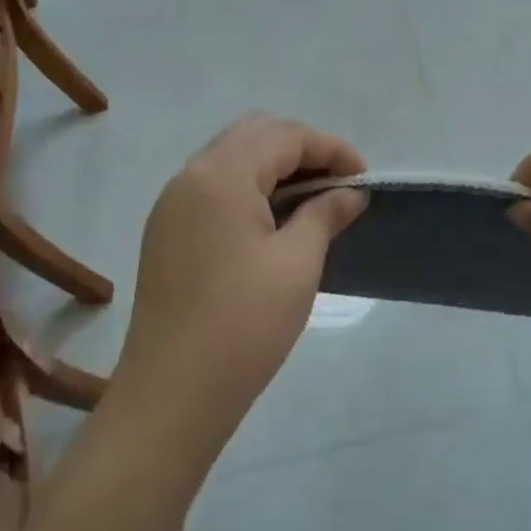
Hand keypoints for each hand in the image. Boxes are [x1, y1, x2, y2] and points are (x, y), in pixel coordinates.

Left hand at [109, 115, 367, 463]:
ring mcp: (172, 203)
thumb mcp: (297, 264)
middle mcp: (191, 175)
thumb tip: (351, 192)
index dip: (331, 149)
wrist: (171, 396)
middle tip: (338, 183)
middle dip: (302, 149)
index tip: (364, 178)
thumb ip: (325, 214)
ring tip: (312, 199)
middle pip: (255, 135)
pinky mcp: (166, 231)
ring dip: (274, 166)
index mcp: (221, 174)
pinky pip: (214, 186)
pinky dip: (248, 186)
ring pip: (231, 157)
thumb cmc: (243, 324)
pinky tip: (273, 219)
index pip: (285, 137)